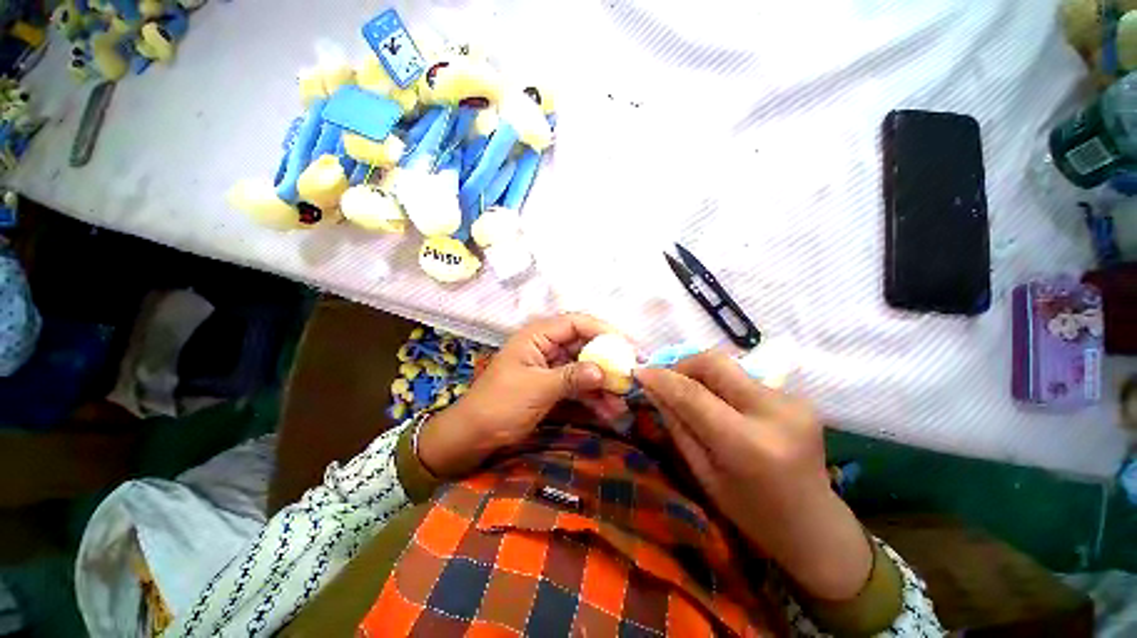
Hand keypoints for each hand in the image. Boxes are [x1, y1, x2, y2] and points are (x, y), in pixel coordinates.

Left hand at [418, 313, 627, 477]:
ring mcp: (551, 367)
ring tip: (624, 400)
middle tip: (632, 374)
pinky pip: (578, 386)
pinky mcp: (553, 386)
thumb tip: (603, 371)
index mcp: (538, 336)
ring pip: (584, 367)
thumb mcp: (537, 388)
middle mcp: (547, 346)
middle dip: (608, 360)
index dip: (604, 331)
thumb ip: (571, 377)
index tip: (628, 346)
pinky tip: (609, 410)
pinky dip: (593, 396)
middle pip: (585, 345)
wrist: (474, 436)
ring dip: (604, 383)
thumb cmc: (500, 404)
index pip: (577, 323)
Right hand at [635, 351, 872, 601]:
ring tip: (691, 394)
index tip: (639, 372)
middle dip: (683, 364)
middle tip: (667, 381)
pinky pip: (744, 378)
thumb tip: (653, 389)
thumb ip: (677, 425)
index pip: (693, 394)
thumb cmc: (751, 512)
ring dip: (701, 374)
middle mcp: (774, 413)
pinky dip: (722, 384)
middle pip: (715, 363)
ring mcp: (792, 401)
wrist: (815, 526)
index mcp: (748, 444)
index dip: (662, 378)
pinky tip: (720, 404)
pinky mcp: (798, 397)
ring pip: (729, 367)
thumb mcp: (704, 474)